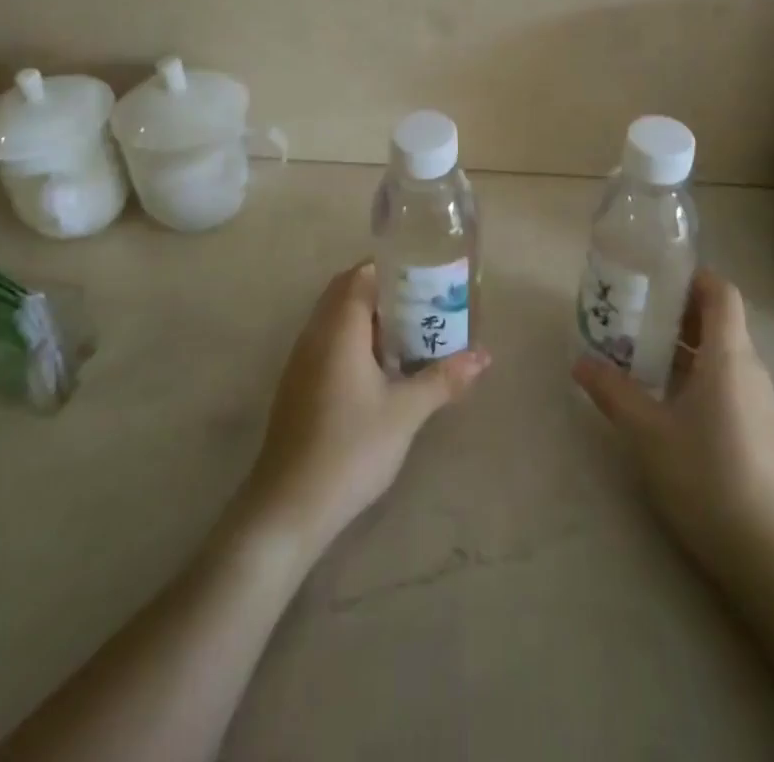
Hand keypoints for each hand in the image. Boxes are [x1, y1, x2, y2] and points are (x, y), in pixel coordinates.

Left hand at [239, 261, 489, 553]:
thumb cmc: (351, 447)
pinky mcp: (298, 385)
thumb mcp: (406, 412)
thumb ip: (443, 378)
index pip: (361, 274)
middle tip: (423, 303)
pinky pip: (328, 342)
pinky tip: (380, 369)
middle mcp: (315, 334)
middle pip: (346, 292)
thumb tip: (483, 356)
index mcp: (339, 327)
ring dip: (368, 317)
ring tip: (409, 333)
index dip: (391, 268)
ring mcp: (302, 360)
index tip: (425, 276)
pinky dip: (354, 340)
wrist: (289, 505)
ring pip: (335, 319)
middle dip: (383, 291)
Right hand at [572, 271, 773, 578]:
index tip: (654, 278)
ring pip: (720, 352)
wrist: (764, 554)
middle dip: (676, 310)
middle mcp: (749, 369)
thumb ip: (612, 391)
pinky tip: (663, 397)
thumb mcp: (646, 431)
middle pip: (719, 319)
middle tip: (633, 314)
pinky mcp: (757, 428)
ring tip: (639, 352)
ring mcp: (757, 401)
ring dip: (682, 344)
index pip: (721, 292)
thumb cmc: (704, 476)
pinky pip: (725, 380)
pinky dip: (694, 372)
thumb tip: (580, 362)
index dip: (692, 277)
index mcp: (729, 356)